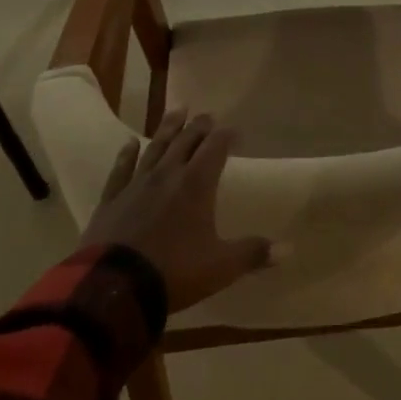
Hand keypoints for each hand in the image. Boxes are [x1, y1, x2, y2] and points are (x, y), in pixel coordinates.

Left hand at [78, 110, 280, 312]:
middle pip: (185, 141)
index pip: (215, 148)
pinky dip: (127, 155)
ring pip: (155, 148)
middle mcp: (168, 176)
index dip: (226, 136)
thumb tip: (289, 248)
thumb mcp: (221, 266)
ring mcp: (136, 185)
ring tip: (176, 111)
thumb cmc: (174, 271)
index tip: (235, 130)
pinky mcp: (111, 200)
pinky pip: (121, 170)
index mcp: (197, 185)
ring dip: (168, 128)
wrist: (113, 288)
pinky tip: (129, 143)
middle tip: (207, 115)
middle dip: (199, 126)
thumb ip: (253, 253)